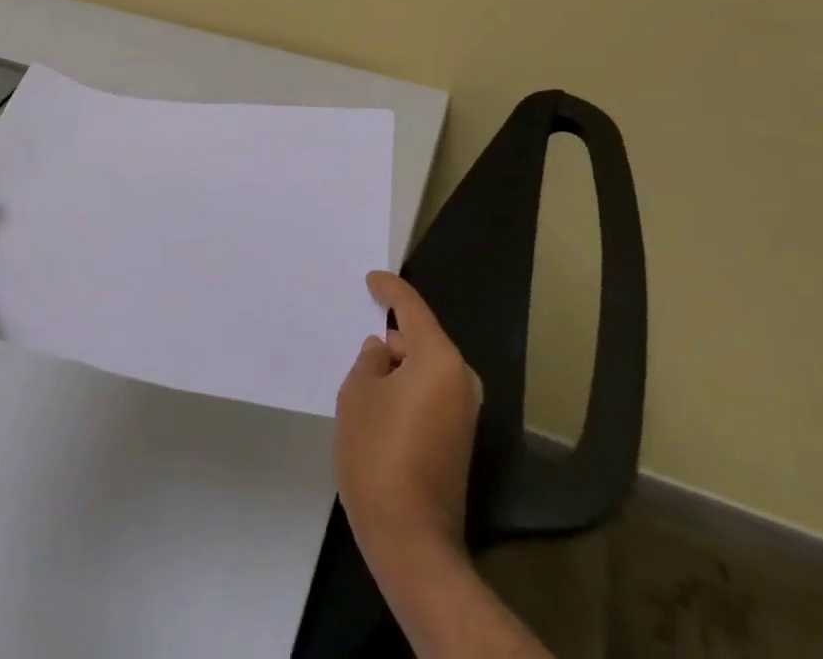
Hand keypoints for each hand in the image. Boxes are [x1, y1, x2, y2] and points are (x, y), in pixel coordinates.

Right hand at [334, 271, 482, 581]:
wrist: (412, 541)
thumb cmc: (378, 456)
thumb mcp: (357, 396)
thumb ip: (369, 362)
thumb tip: (383, 352)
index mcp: (439, 359)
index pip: (412, 309)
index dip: (390, 290)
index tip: (372, 279)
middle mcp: (461, 379)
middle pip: (421, 340)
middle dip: (391, 340)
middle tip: (358, 346)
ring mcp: (465, 412)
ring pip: (424, 370)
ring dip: (398, 369)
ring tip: (363, 381)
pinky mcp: (460, 439)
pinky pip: (430, 395)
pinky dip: (407, 392)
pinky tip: (380, 407)